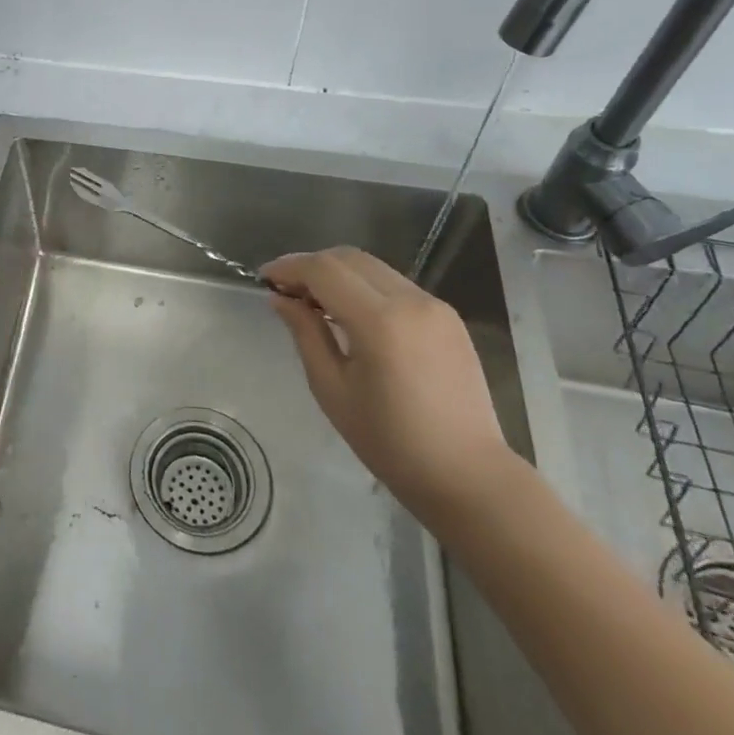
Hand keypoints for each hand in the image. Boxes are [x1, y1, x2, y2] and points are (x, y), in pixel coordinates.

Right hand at [261, 248, 511, 522]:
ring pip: (373, 267)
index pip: (324, 270)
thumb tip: (281, 299)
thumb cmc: (391, 443)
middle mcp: (410, 300)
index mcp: (380, 321)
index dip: (289, 267)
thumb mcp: (332, 390)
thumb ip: (305, 334)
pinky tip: (351, 315)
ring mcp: (435, 305)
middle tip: (286, 290)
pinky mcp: (448, 317)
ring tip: (314, 302)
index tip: (265, 279)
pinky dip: (364, 287)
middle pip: (348, 258)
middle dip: (311, 265)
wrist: (468, 476)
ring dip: (338, 273)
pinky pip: (395, 285)